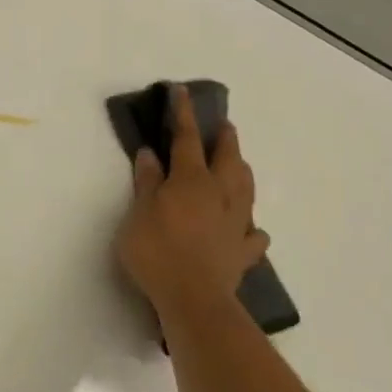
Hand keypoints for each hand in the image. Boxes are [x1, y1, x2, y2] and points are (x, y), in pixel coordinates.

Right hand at [115, 84, 270, 317]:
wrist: (193, 298)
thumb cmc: (157, 251)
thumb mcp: (138, 214)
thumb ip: (146, 183)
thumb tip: (151, 153)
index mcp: (191, 180)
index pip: (187, 139)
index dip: (183, 114)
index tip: (182, 92)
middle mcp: (220, 194)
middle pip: (228, 159)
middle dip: (225, 139)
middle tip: (224, 126)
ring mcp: (236, 222)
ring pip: (246, 188)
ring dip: (242, 171)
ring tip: (239, 164)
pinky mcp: (243, 251)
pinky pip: (253, 234)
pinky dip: (251, 227)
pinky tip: (250, 229)